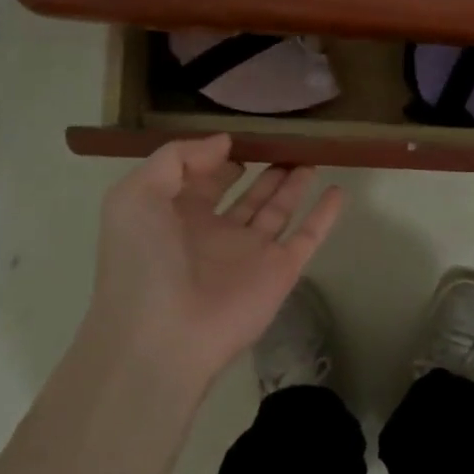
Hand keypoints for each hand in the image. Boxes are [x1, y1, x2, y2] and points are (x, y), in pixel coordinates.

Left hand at [85, 135, 345, 393]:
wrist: (163, 338)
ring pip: (278, 209)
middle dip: (263, 168)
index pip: (203, 179)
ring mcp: (250, 252)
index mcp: (176, 216)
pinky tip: (338, 190)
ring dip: (293, 183)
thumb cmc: (143, 261)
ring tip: (310, 156)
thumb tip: (224, 143)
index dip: (219, 157)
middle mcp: (215, 232)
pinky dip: (325, 214)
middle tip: (285, 141)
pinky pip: (308, 235)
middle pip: (246, 193)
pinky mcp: (280, 271)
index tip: (241, 136)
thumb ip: (176, 158)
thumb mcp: (135, 196)